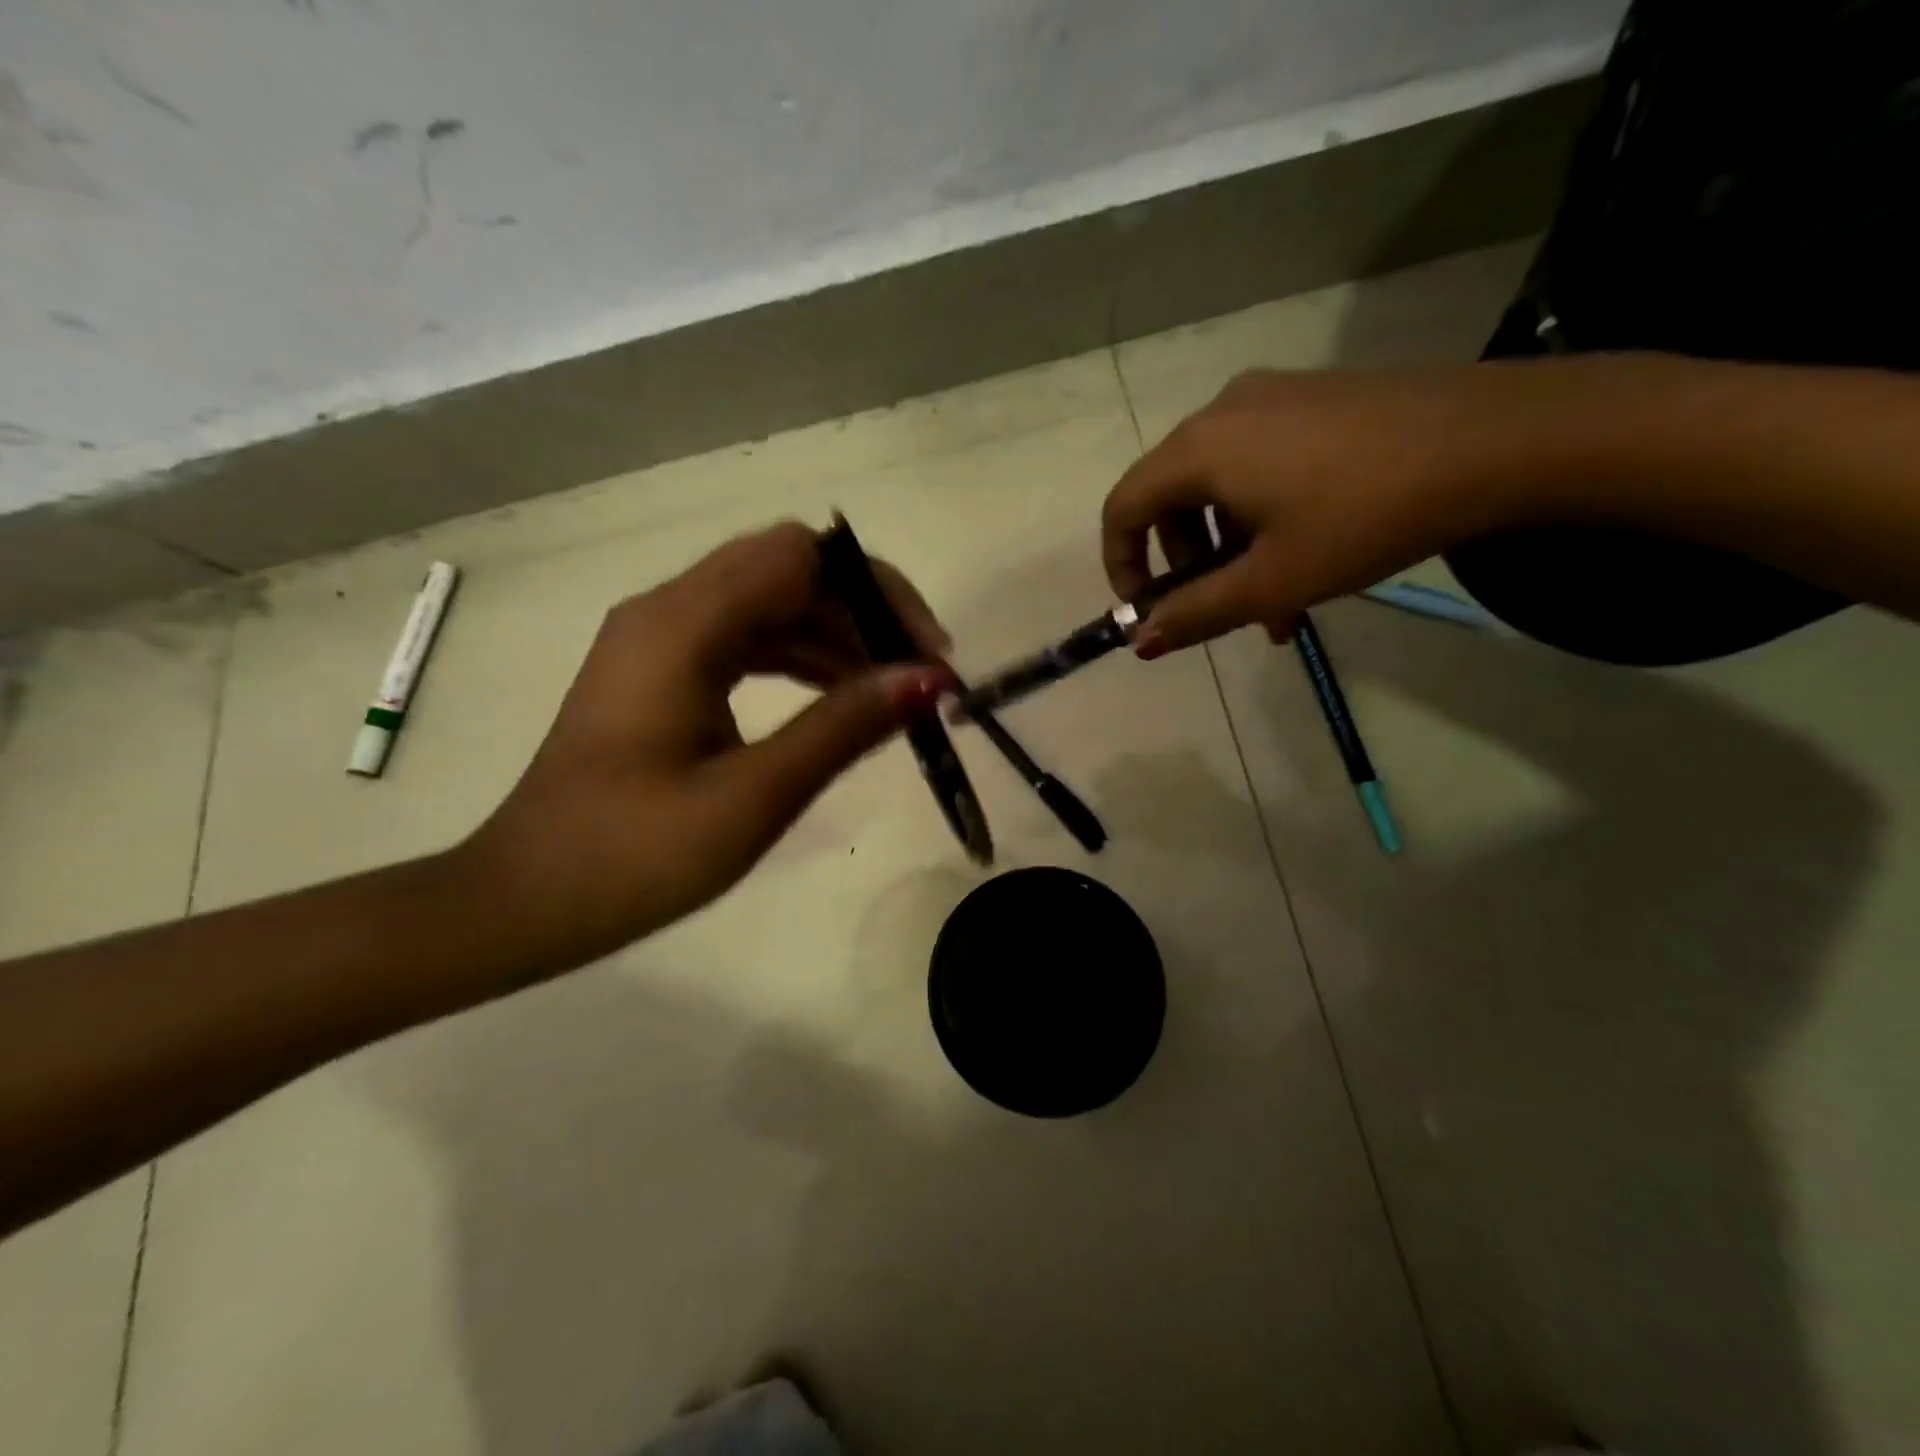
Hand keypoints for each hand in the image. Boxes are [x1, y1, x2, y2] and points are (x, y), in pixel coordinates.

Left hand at [465, 522, 952, 968]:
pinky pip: (746, 641)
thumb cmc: (634, 857)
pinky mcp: (661, 672)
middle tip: (920, 676)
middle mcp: (668, 611)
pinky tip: (837, 700)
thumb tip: (929, 680)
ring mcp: (660, 640)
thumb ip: (844, 728)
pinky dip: (799, 660)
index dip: (877, 589)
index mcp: (681, 626)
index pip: (801, 557)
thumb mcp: (754, 796)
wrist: (525, 902)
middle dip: (864, 612)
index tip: (927, 652)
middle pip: (788, 571)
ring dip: (836, 637)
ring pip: (770, 605)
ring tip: (890, 694)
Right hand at [1102, 365, 1537, 652]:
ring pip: (1218, 487)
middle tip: (1224, 610)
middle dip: (1186, 565)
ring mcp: (1271, 398)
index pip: (1123, 509)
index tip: (1150, 610)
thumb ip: (1196, 613)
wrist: (1501, 440)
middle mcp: (1222, 412)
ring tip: (1277, 602)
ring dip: (1229, 549)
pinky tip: (1305, 556)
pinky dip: (1261, 516)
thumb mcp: (1273, 580)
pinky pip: (1258, 465)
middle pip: (1169, 500)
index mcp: (1200, 450)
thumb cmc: (1366, 516)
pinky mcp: (1313, 399)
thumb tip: (1140, 641)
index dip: (1122, 566)